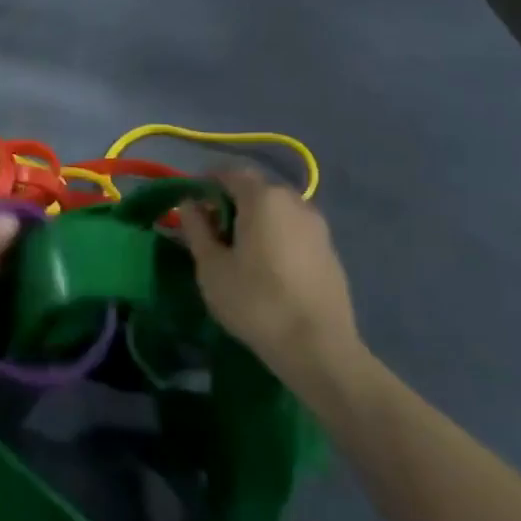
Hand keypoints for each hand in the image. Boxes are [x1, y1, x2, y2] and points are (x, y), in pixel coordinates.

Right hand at [176, 170, 366, 385]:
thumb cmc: (256, 301)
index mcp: (263, 198)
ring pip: (277, 211)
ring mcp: (318, 225)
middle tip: (211, 232)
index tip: (191, 205)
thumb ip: (197, 228)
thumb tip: (189, 204)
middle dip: (231, 203)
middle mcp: (294, 201)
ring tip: (239, 252)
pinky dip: (276, 236)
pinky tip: (267, 268)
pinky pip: (294, 230)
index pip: (230, 173)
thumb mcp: (211, 266)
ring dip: (255, 220)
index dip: (207, 183)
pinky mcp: (330, 250)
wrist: (319, 347)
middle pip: (256, 190)